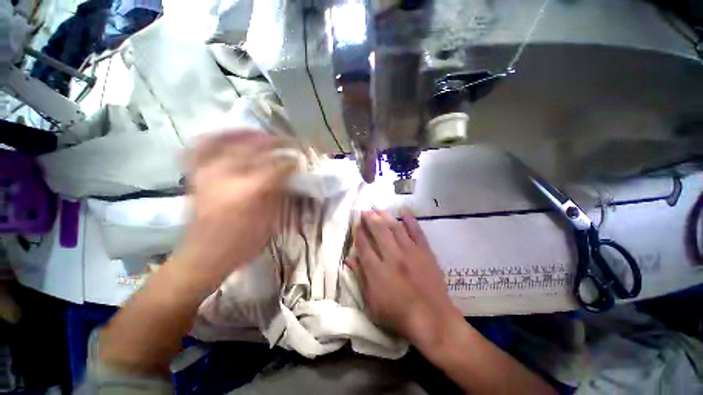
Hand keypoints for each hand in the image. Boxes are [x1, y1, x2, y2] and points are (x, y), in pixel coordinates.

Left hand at [175, 131, 295, 287]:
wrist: (204, 255)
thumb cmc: (243, 243)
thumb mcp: (270, 221)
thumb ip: (279, 194)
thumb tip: (289, 175)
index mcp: (250, 191)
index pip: (276, 167)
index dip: (291, 161)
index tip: (300, 159)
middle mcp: (227, 176)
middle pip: (254, 148)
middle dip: (275, 142)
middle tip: (288, 143)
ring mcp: (207, 172)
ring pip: (229, 141)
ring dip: (248, 134)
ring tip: (262, 135)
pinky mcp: (196, 175)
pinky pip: (201, 147)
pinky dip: (215, 138)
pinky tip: (227, 137)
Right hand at [347, 209, 463, 350]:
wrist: (433, 320)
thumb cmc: (398, 315)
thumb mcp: (371, 304)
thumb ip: (360, 278)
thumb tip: (349, 259)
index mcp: (377, 270)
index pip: (364, 245)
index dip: (358, 232)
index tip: (356, 224)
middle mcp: (392, 257)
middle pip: (378, 231)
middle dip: (370, 218)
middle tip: (365, 210)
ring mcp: (410, 252)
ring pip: (395, 227)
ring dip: (386, 215)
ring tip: (379, 208)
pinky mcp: (425, 252)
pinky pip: (417, 232)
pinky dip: (410, 220)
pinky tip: (405, 210)